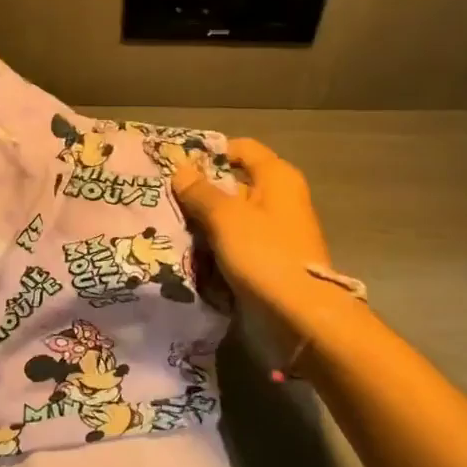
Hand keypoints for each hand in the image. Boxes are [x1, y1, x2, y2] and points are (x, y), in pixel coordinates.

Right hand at [171, 139, 341, 330]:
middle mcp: (280, 198)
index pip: (240, 148)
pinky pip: (236, 242)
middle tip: (165, 197)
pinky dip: (216, 245)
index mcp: (277, 177)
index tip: (177, 164)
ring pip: (232, 215)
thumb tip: (180, 169)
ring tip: (168, 225)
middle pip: (234, 182)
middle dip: (201, 190)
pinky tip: (188, 251)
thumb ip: (200, 191)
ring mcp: (276, 230)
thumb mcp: (225, 217)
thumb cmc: (265, 254)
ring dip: (204, 221)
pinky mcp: (270, 259)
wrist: (301, 317)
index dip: (210, 152)